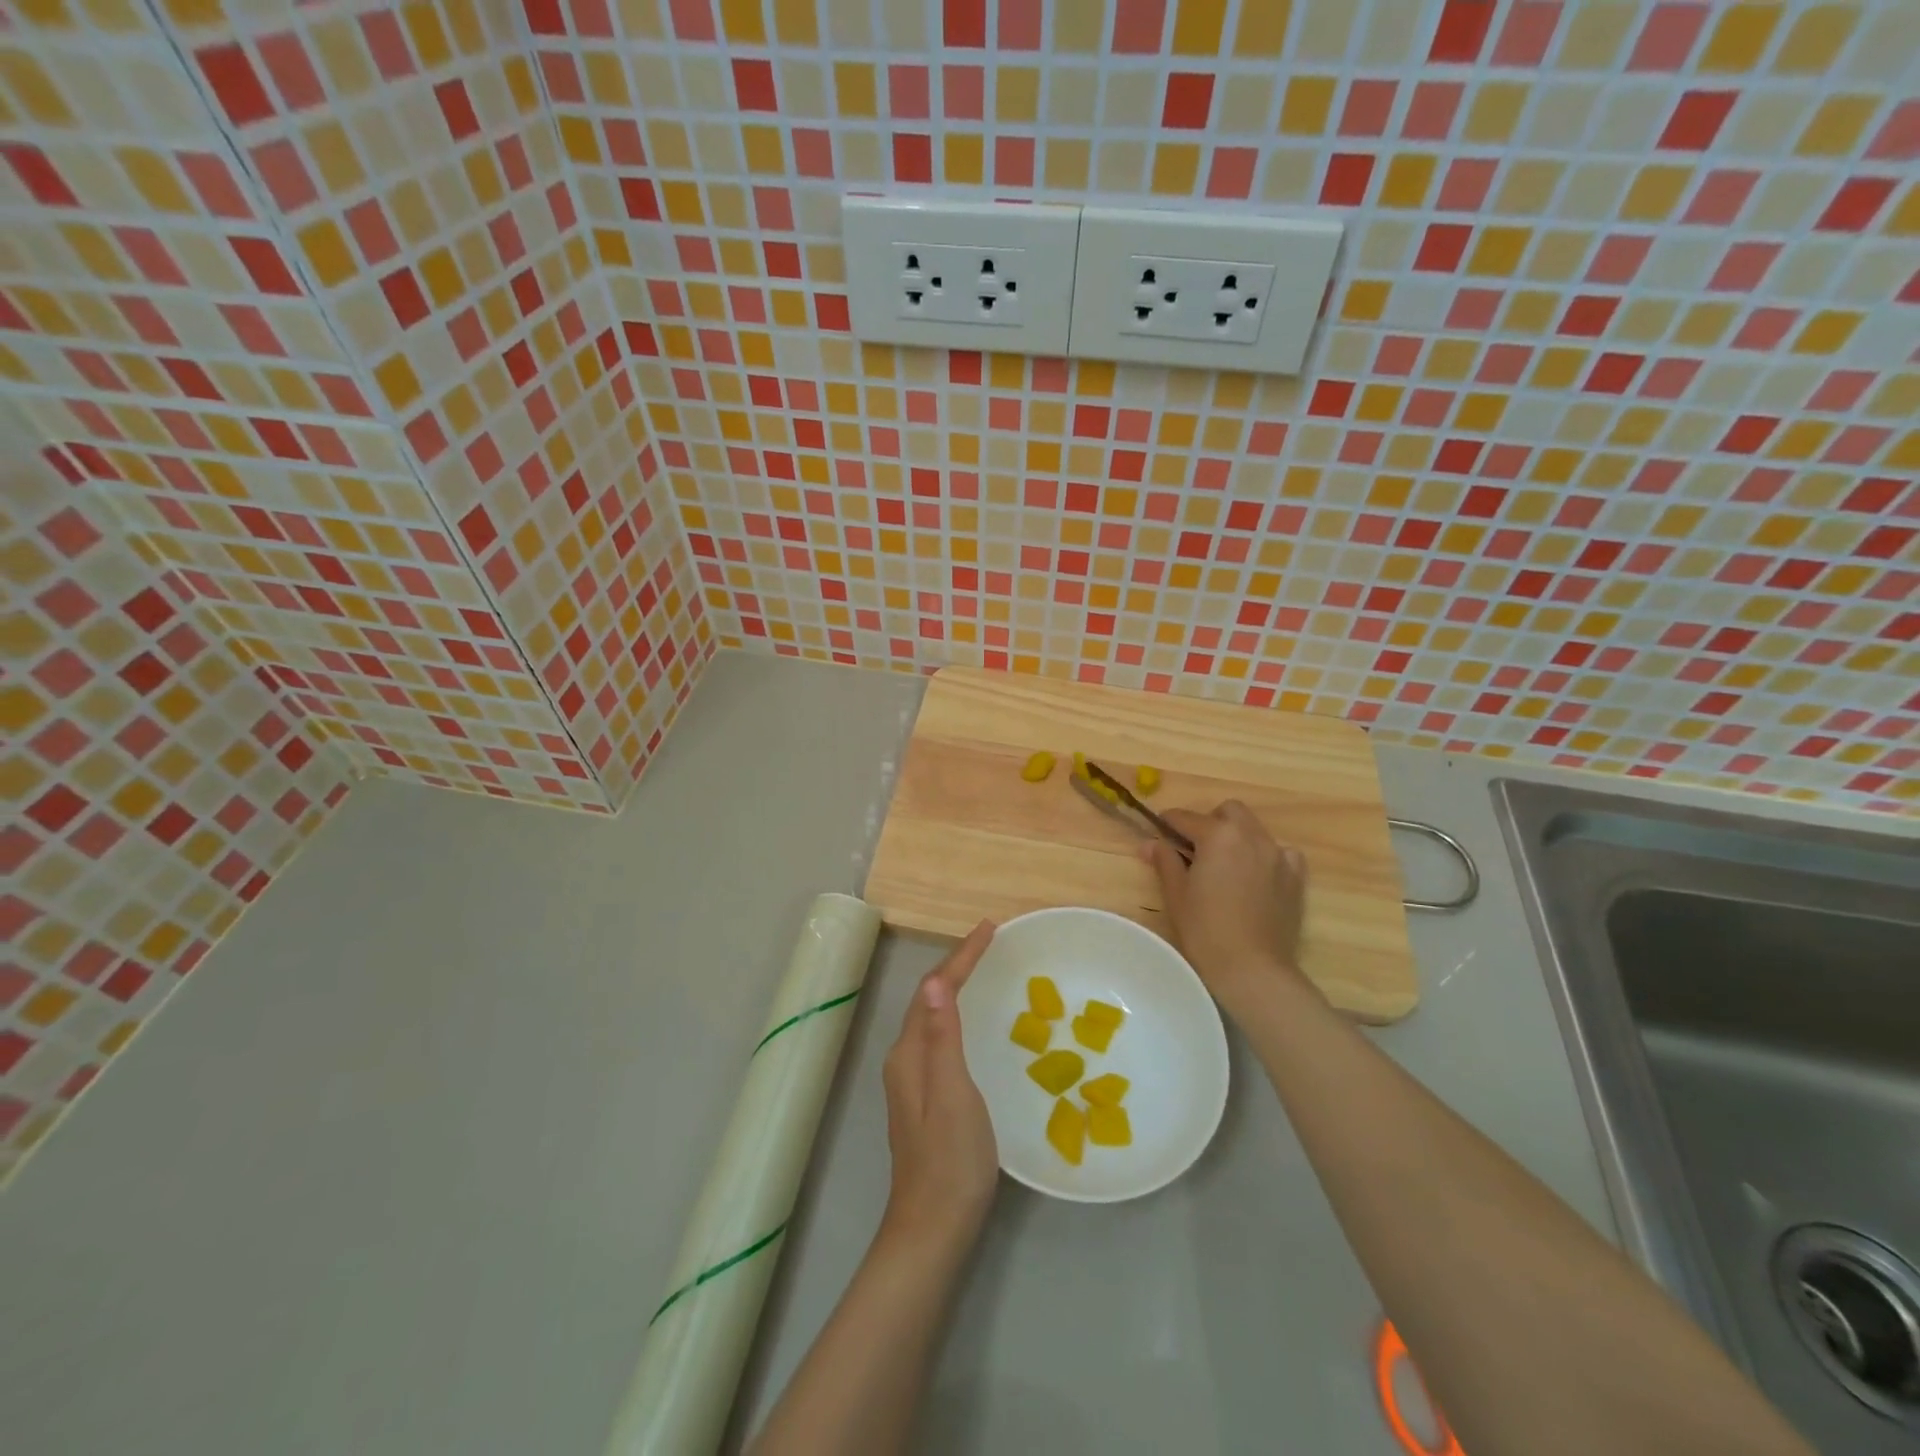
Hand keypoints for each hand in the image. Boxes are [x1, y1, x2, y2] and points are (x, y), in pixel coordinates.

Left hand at [879, 921, 998, 1253]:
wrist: (933, 1228)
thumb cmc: (950, 1160)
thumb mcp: (954, 1095)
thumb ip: (944, 1038)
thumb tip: (936, 982)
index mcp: (910, 1053)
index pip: (934, 989)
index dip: (961, 956)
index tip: (989, 928)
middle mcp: (905, 1059)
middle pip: (929, 998)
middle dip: (957, 964)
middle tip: (989, 941)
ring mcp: (913, 1081)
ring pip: (933, 1017)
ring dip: (955, 987)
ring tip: (983, 968)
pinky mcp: (925, 1098)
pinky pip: (940, 1037)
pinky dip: (957, 1014)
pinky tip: (974, 1022)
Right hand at [1142, 802, 1313, 1016]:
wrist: (1252, 969)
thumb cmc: (1205, 930)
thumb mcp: (1176, 894)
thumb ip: (1165, 861)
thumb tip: (1150, 843)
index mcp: (1218, 835)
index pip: (1185, 818)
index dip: (1168, 823)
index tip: (1158, 832)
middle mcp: (1251, 836)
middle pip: (1228, 811)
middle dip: (1210, 821)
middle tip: (1195, 849)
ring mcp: (1278, 855)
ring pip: (1254, 829)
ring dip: (1237, 836)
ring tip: (1225, 865)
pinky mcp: (1295, 877)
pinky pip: (1281, 852)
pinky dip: (1266, 856)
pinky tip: (1256, 876)